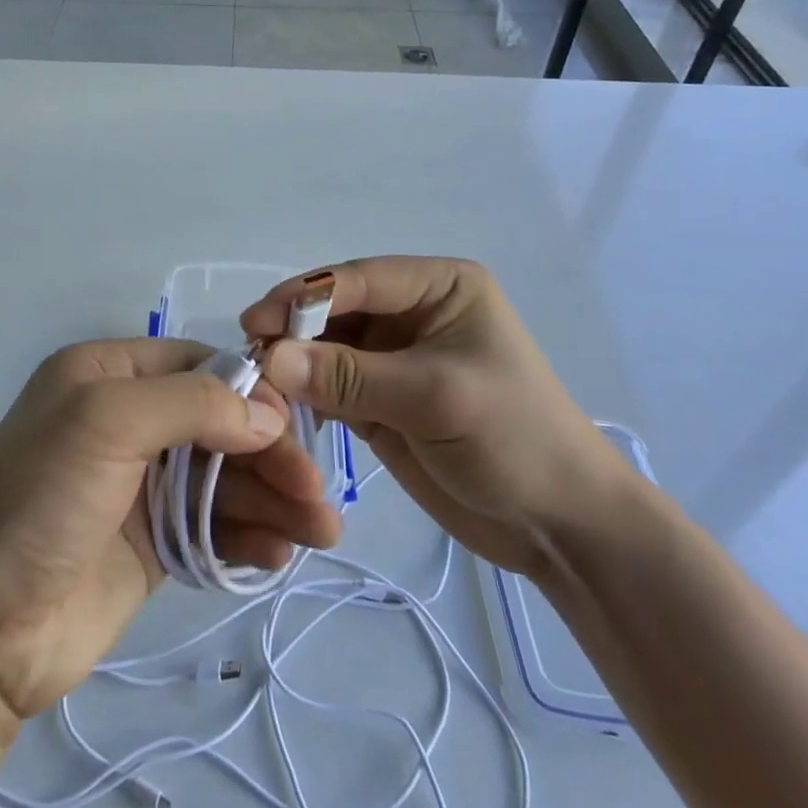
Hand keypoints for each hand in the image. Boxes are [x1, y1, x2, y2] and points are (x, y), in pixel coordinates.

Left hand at [0, 340, 342, 719]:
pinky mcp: (151, 543)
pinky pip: (213, 526)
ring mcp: (140, 484)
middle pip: (219, 422)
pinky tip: (278, 555)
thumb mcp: (107, 420)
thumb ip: (192, 403)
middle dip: (271, 453)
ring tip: (320, 533)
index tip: (296, 425)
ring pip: (223, 476)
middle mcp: (127, 420)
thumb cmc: (39, 497)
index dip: (251, 391)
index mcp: (108, 374)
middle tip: (317, 495)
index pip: (198, 364)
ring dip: (272, 499)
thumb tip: (268, 415)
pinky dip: (248, 535)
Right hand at [247, 257, 627, 577]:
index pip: (358, 279)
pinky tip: (281, 407)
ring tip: (255, 384)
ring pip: (327, 348)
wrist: (560, 527)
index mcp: (438, 287)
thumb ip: (350, 376)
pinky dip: (306, 394)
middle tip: (246, 356)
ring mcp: (394, 357)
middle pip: (336, 310)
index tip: (255, 322)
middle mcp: (411, 312)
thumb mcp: (434, 397)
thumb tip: (270, 357)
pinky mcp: (381, 399)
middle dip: (293, 331)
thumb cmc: (514, 440)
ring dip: (294, 364)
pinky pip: (331, 386)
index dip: (304, 297)